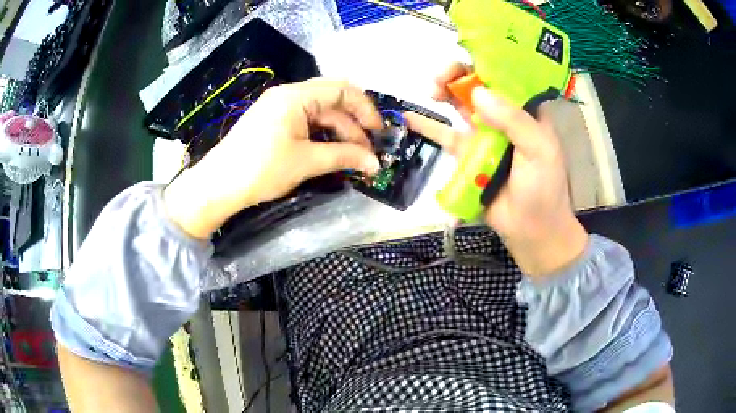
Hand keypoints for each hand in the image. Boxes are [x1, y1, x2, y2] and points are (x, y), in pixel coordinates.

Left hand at [164, 79, 382, 238]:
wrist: (218, 186)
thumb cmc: (261, 169)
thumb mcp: (306, 162)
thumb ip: (343, 156)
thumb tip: (374, 163)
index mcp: (296, 96)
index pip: (342, 90)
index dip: (366, 109)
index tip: (378, 133)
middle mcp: (288, 95)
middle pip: (332, 101)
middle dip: (353, 125)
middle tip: (367, 153)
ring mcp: (279, 107)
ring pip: (319, 113)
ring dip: (338, 133)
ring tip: (352, 157)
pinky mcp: (273, 121)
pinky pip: (305, 122)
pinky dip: (321, 136)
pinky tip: (331, 152)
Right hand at [406, 63, 587, 277]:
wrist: (531, 230)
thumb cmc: (543, 189)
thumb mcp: (539, 150)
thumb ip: (513, 120)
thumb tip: (477, 93)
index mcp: (526, 111)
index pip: (504, 77)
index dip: (484, 63)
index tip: (465, 61)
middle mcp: (504, 117)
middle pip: (478, 86)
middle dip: (458, 75)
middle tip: (442, 79)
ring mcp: (484, 135)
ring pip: (461, 105)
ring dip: (444, 92)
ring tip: (432, 91)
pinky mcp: (467, 154)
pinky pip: (446, 135)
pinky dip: (428, 126)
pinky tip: (410, 116)